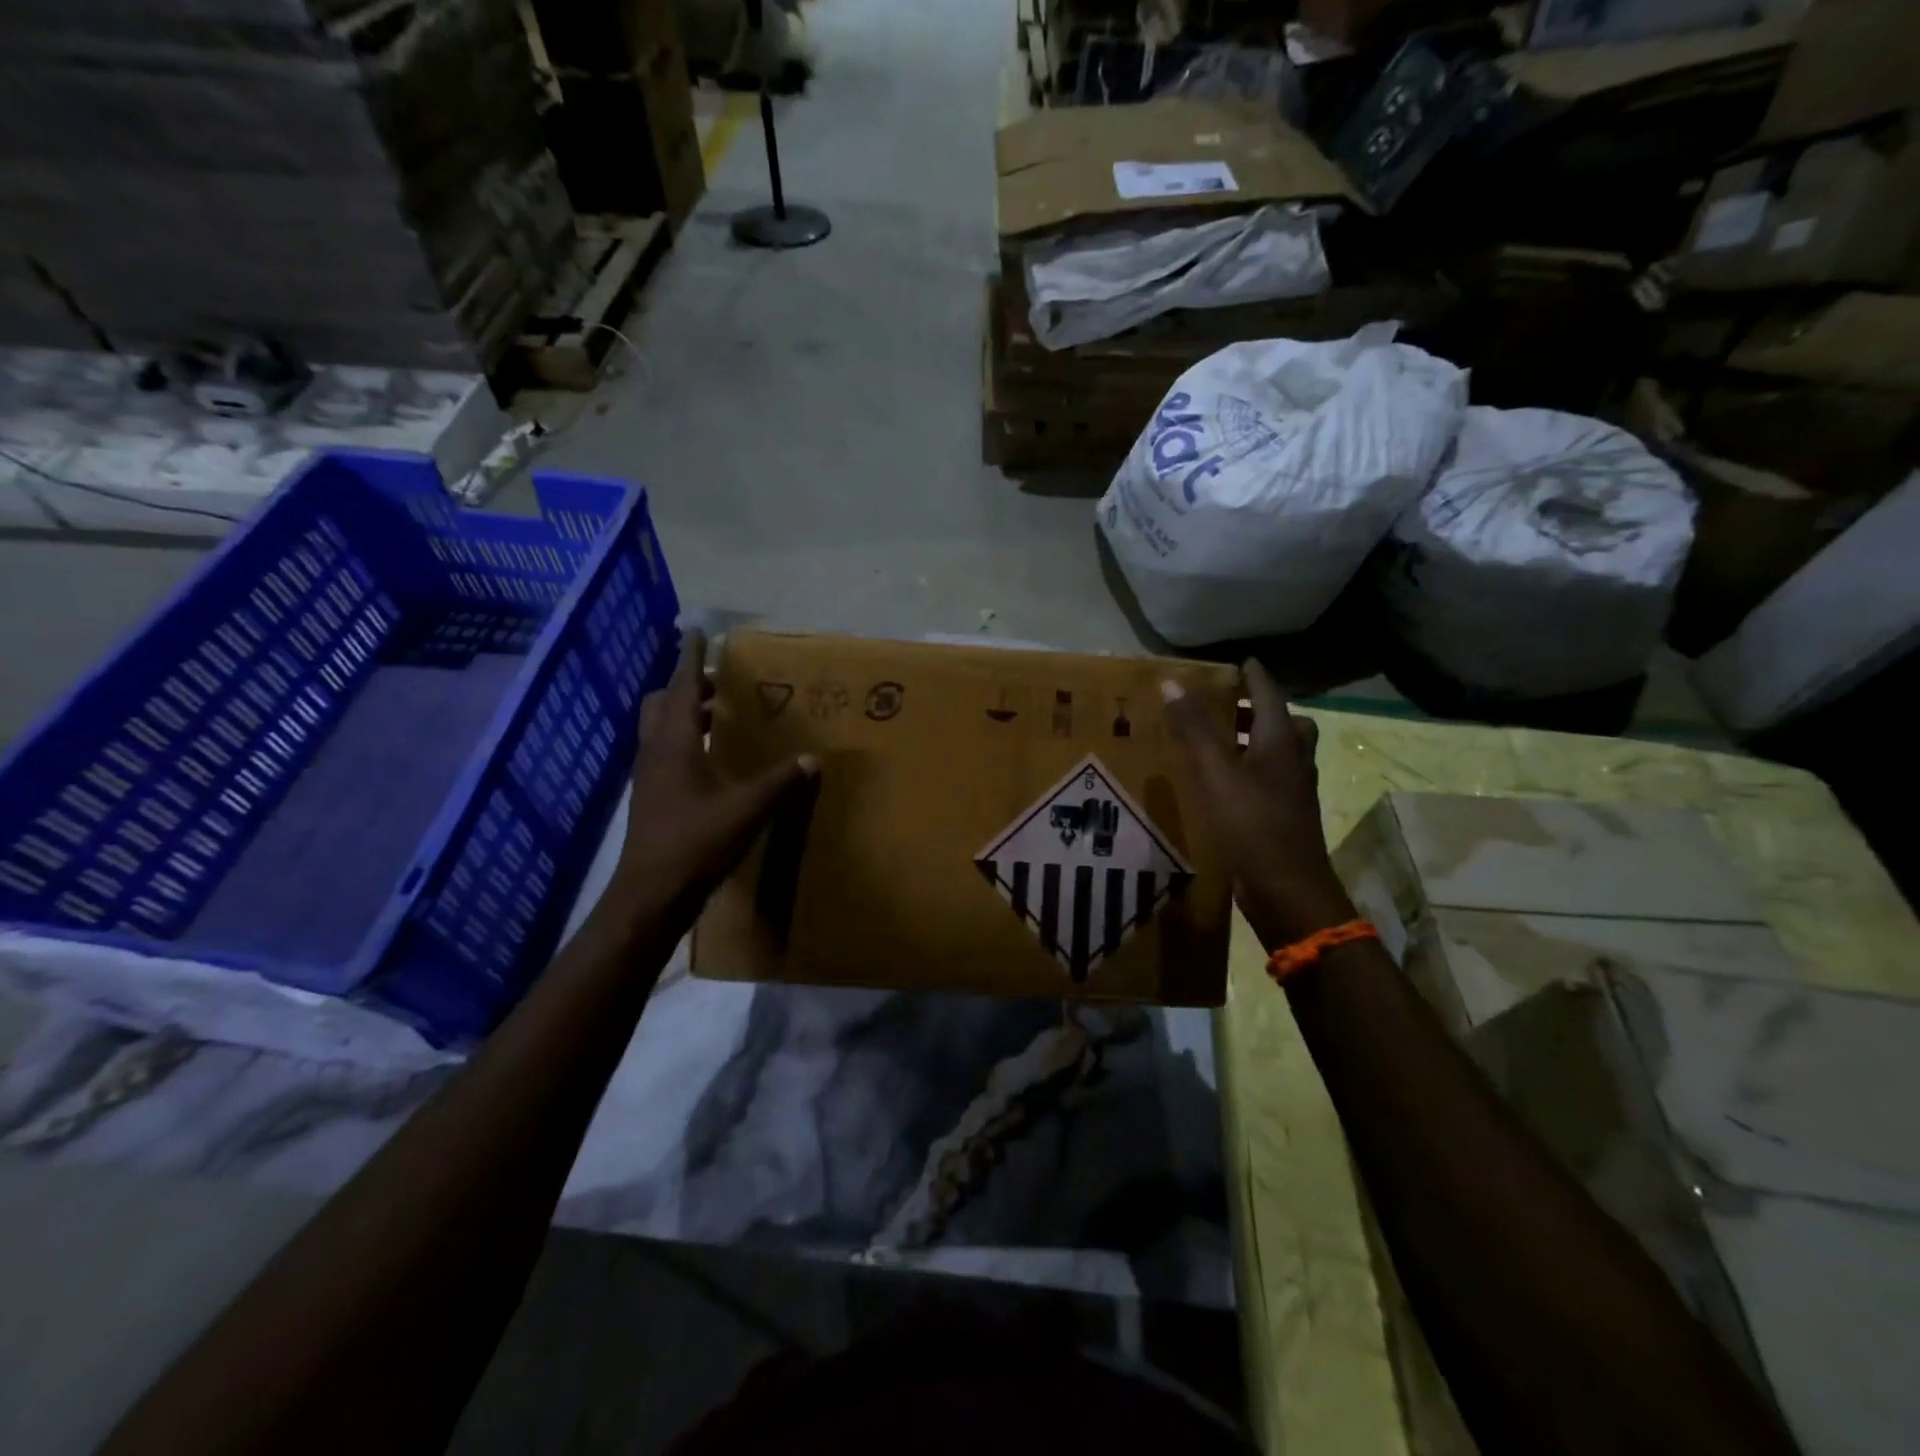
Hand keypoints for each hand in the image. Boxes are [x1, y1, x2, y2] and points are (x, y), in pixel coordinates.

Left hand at [613, 630, 817, 909]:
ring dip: (686, 712)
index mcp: (675, 744)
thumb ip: (781, 782)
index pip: (683, 688)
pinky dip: (684, 739)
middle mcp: (656, 751)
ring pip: (660, 727)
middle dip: (689, 685)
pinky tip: (711, 758)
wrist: (651, 893)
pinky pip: (664, 750)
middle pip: (663, 702)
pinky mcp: (651, 795)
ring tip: (721, 714)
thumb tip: (813, 759)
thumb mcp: (747, 810)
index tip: (697, 632)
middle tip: (721, 683)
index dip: (692, 658)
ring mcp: (649, 774)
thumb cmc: (696, 842)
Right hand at [1161, 661, 1355, 948]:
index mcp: (1281, 743)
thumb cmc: (1253, 825)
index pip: (1270, 696)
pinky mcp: (1283, 818)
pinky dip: (1249, 771)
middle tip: (1228, 704)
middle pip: (1284, 724)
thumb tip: (1173, 682)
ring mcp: (1292, 793)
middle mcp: (1293, 763)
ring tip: (1220, 741)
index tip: (1240, 662)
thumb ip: (1195, 729)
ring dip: (1255, 741)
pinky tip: (1223, 784)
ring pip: (1278, 754)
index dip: (1254, 677)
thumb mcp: (1217, 773)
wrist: (1287, 892)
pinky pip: (1268, 781)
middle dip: (1258, 710)